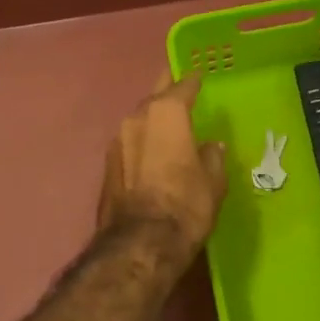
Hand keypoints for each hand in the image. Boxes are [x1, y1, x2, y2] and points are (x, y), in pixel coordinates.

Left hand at [99, 73, 227, 252]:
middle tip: (180, 89)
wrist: (139, 244)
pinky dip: (143, 142)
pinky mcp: (106, 165)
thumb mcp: (213, 181)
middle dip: (167, 92)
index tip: (200, 76)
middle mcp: (137, 118)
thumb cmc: (186, 205)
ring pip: (139, 120)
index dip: (193, 80)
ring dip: (153, 119)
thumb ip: (212, 157)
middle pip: (155, 97)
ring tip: (169, 125)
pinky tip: (153, 152)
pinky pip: (130, 143)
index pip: (182, 86)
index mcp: (166, 113)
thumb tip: (210, 147)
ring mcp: (117, 141)